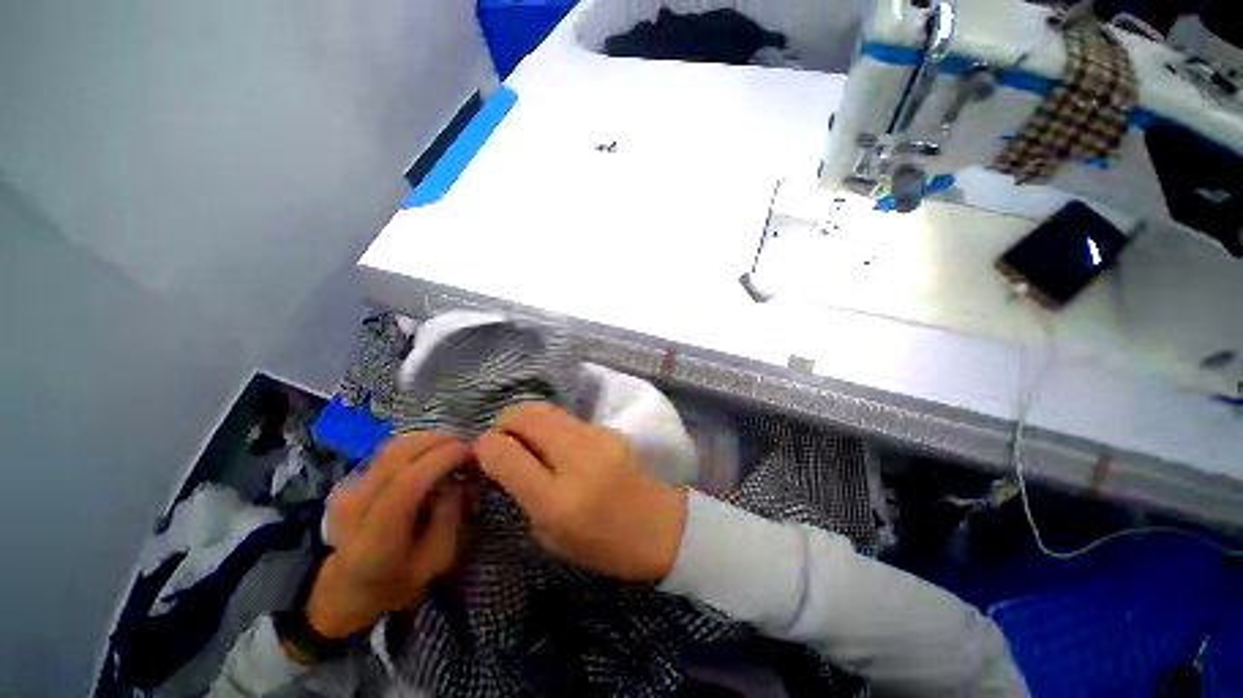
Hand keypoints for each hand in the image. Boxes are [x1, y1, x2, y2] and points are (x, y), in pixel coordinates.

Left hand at [303, 434, 470, 641]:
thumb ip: (451, 516)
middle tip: (467, 446)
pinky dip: (416, 447)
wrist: (350, 588)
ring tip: (453, 448)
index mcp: (375, 541)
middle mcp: (354, 509)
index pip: (406, 484)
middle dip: (439, 442)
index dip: (442, 459)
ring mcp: (346, 491)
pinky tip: (433, 456)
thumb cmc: (401, 578)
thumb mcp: (439, 558)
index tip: (471, 451)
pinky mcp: (349, 480)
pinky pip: (389, 452)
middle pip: (397, 456)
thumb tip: (459, 477)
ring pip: (393, 447)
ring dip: (428, 440)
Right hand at [475, 403, 686, 581]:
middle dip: (505, 422)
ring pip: (548, 409)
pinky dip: (554, 424)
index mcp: (556, 499)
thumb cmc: (604, 544)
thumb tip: (502, 459)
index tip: (483, 451)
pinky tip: (560, 442)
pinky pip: (570, 418)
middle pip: (527, 417)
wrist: (659, 525)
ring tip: (527, 435)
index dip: (486, 446)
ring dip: (528, 418)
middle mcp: (576, 459)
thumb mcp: (551, 536)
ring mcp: (597, 438)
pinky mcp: (610, 429)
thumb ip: (523, 494)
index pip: (505, 454)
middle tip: (504, 438)